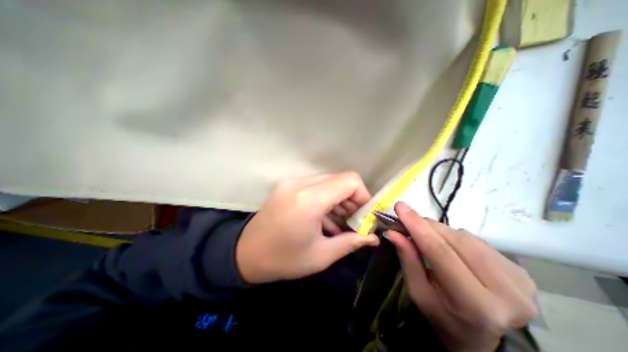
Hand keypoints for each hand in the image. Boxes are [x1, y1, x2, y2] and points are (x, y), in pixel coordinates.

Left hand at [238, 172, 379, 283]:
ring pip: (328, 181)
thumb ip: (351, 242)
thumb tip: (373, 238)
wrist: (245, 253)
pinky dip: (325, 197)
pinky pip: (315, 185)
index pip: (349, 181)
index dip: (363, 195)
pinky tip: (324, 217)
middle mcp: (300, 183)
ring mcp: (292, 182)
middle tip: (353, 220)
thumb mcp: (321, 255)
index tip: (363, 215)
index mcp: (309, 200)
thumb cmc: (284, 259)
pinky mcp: (287, 185)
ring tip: (339, 221)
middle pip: (340, 179)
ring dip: (338, 198)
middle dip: (351, 198)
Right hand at [389, 202, 533, 351]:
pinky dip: (455, 237)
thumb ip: (408, 259)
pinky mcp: (522, 271)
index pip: (440, 252)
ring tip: (429, 238)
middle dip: (426, 226)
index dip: (417, 226)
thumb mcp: (418, 292)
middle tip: (408, 220)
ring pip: (465, 236)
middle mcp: (507, 292)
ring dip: (440, 231)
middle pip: (455, 240)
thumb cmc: (443, 316)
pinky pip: (477, 240)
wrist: (480, 337)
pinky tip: (450, 247)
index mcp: (476, 305)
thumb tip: (393, 232)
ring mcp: (520, 281)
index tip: (400, 206)